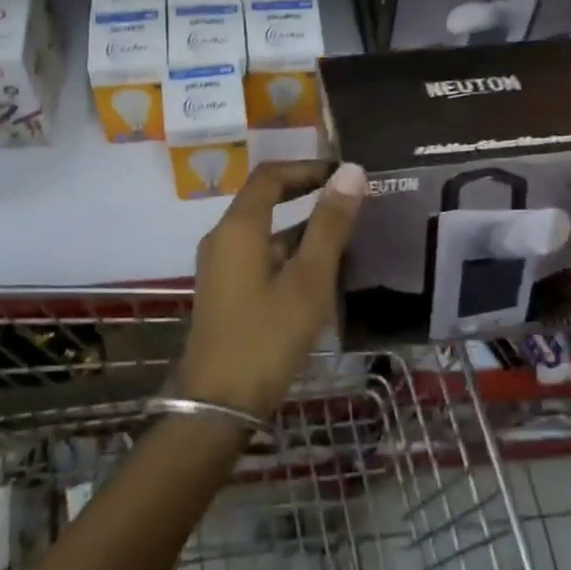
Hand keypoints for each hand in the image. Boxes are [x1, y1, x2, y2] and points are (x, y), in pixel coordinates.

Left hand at [179, 161, 365, 420]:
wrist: (219, 402)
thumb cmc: (267, 336)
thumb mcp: (308, 280)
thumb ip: (330, 225)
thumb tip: (351, 172)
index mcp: (239, 227)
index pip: (271, 175)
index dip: (308, 167)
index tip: (345, 174)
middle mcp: (223, 238)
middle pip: (265, 199)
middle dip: (306, 194)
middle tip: (350, 200)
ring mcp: (221, 265)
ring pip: (264, 231)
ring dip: (300, 227)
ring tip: (345, 235)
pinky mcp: (225, 290)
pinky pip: (258, 255)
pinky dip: (288, 252)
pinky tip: (318, 273)